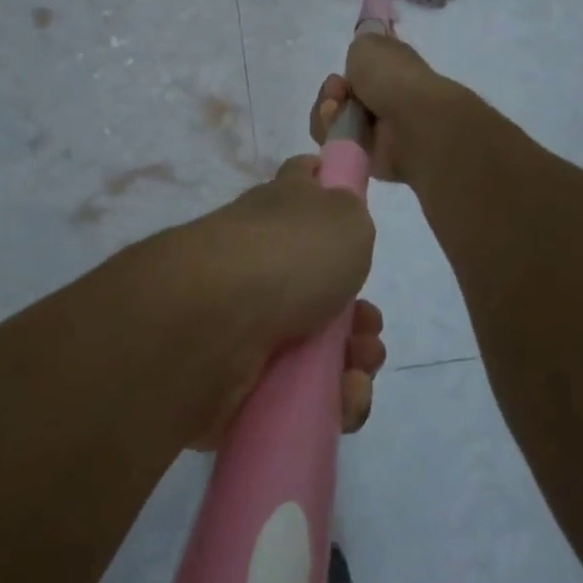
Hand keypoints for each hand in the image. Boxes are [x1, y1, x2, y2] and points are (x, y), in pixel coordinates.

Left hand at [172, 155, 381, 448]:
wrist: (215, 322)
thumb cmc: (288, 254)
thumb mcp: (342, 213)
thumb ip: (349, 212)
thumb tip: (339, 214)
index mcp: (277, 211)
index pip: (302, 180)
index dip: (329, 188)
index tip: (356, 217)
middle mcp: (258, 261)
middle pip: (319, 284)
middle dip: (358, 314)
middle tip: (368, 327)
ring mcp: (244, 320)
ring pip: (313, 346)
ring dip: (351, 362)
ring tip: (358, 373)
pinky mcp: (238, 378)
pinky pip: (295, 396)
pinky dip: (327, 402)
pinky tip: (342, 400)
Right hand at [309, 33, 461, 183]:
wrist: (411, 122)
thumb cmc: (393, 78)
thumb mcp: (369, 44)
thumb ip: (359, 48)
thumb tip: (358, 60)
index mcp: (391, 72)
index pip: (357, 73)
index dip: (344, 72)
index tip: (342, 73)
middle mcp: (383, 100)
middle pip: (338, 99)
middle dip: (330, 95)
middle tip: (338, 93)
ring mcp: (375, 131)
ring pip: (332, 122)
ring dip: (328, 115)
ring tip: (339, 112)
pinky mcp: (365, 157)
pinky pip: (335, 146)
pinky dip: (333, 137)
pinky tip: (344, 132)